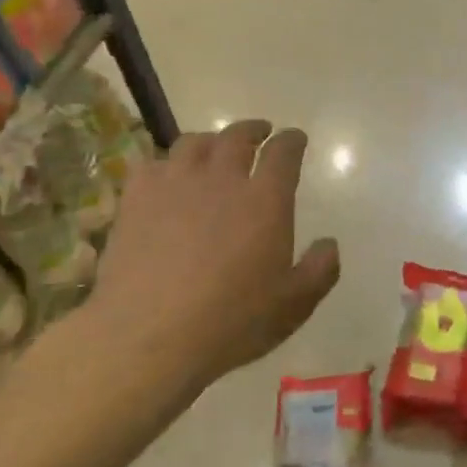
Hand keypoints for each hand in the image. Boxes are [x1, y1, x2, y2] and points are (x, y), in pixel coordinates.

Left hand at [63, 120, 339, 396]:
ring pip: (194, 143)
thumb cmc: (232, 322)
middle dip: (253, 130)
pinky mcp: (136, 200)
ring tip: (215, 148)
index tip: (295, 138)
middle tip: (259, 133)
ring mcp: (174, 185)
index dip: (292, 141)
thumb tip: (329, 244)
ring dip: (211, 140)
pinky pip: (152, 164)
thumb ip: (320, 270)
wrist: (150, 336)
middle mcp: (222, 180)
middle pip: (237, 137)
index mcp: (265, 200)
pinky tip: (168, 176)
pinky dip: (167, 163)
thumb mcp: (294, 305)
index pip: (283, 153)